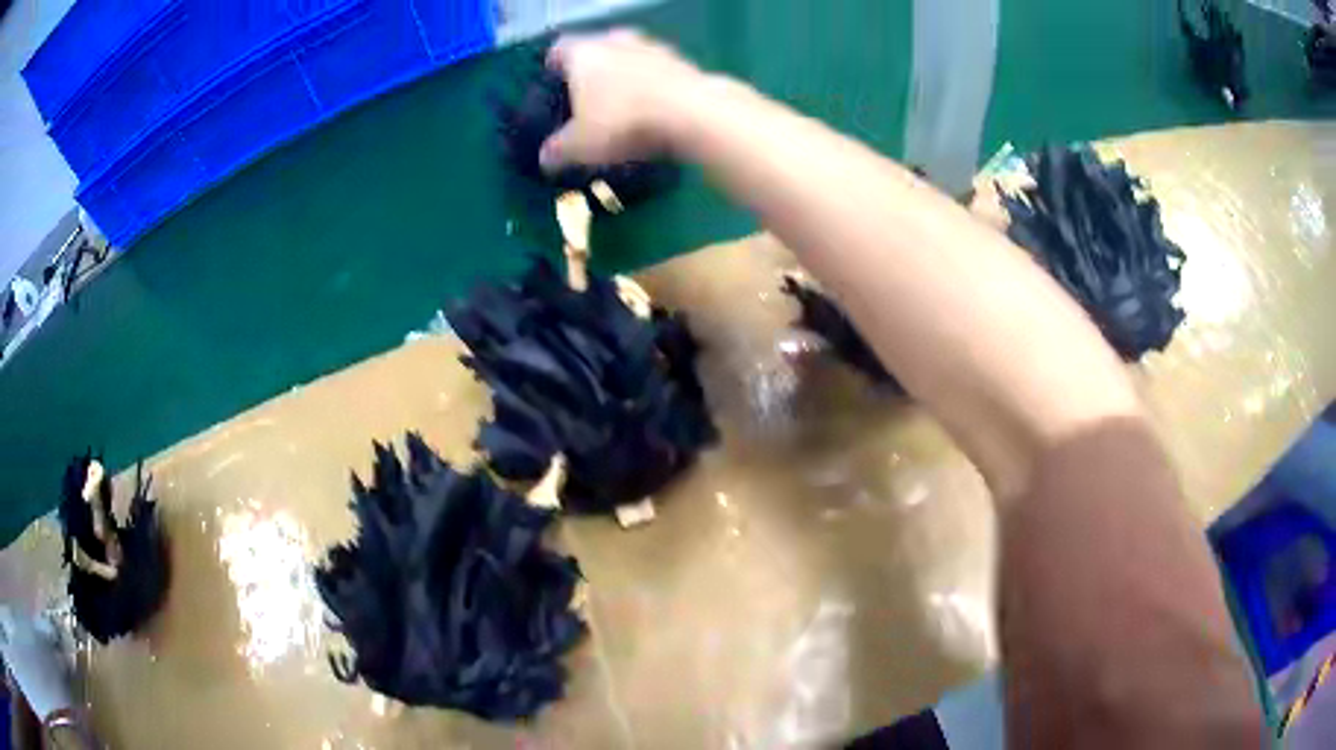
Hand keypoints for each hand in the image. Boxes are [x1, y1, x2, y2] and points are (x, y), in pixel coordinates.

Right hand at [540, 29, 705, 171]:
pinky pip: (660, 73)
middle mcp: (617, 41)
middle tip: (588, 93)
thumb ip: (558, 150)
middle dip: (593, 68)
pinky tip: (655, 110)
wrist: (693, 114)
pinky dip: (654, 86)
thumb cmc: (622, 122)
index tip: (553, 79)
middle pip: (598, 48)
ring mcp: (655, 48)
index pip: (560, 48)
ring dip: (627, 75)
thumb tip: (545, 159)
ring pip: (632, 57)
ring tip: (624, 103)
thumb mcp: (580, 146)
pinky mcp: (686, 63)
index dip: (554, 64)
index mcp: (583, 52)